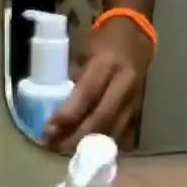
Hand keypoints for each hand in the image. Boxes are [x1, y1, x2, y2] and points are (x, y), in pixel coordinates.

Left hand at [44, 17, 152, 150]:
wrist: (137, 36)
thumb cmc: (103, 42)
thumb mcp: (83, 53)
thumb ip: (73, 79)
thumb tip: (56, 107)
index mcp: (107, 64)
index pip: (87, 95)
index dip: (67, 115)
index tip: (48, 129)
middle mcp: (124, 83)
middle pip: (101, 118)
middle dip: (76, 137)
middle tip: (54, 146)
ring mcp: (134, 98)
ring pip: (112, 130)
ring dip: (88, 144)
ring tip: (65, 151)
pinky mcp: (138, 109)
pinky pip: (120, 132)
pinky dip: (102, 143)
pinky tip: (86, 148)